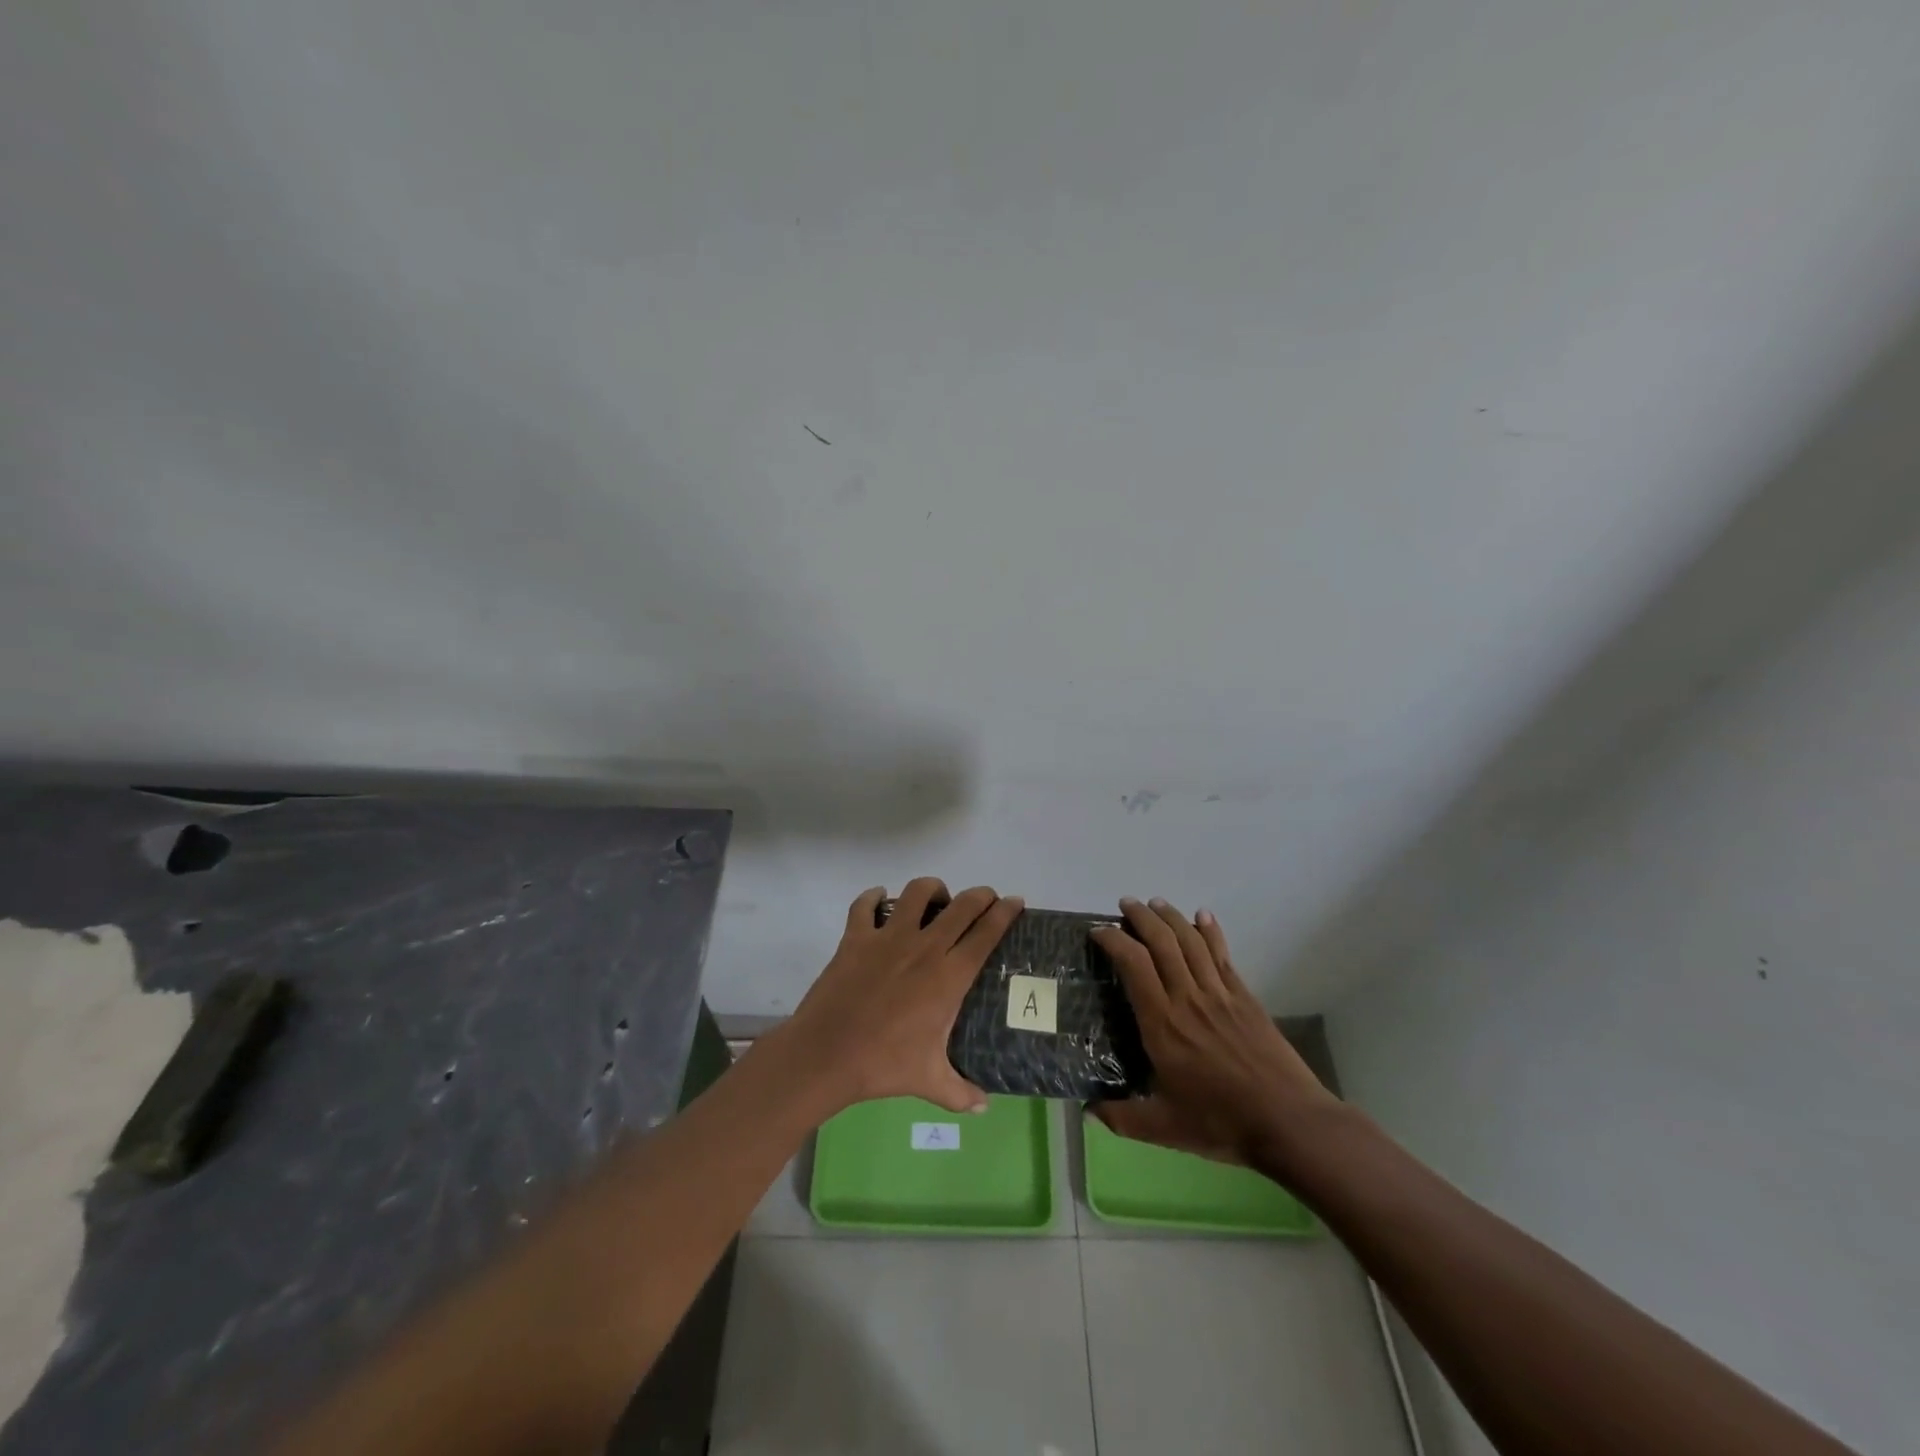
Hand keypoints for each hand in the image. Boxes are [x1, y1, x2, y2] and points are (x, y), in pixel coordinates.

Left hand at [778, 878, 1024, 1115]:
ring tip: (936, 898)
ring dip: (932, 889)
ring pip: (916, 892)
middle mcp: (924, 947)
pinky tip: (879, 900)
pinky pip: (865, 905)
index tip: (1015, 902)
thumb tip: (984, 1106)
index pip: (985, 934)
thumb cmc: (883, 1065)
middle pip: (961, 906)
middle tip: (985, 897)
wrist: (827, 1054)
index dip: (1004, 913)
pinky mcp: (856, 937)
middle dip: (979, 895)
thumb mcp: (929, 1081)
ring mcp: (887, 938)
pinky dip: (873, 898)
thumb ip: (961, 1092)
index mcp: (948, 976)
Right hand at [1090, 898, 1336, 1170]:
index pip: (1133, 965)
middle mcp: (1187, 998)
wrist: (1288, 1122)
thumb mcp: (1164, 1128)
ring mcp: (1219, 994)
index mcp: (1162, 1024)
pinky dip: (1210, 930)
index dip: (1113, 941)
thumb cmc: (1221, 1123)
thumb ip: (1121, 1117)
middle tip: (1125, 905)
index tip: (1098, 931)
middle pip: (1162, 942)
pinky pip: (1222, 954)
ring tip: (1154, 903)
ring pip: (1191, 941)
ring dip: (1171, 916)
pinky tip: (1202, 916)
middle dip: (1140, 917)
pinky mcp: (1244, 997)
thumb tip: (1087, 1108)